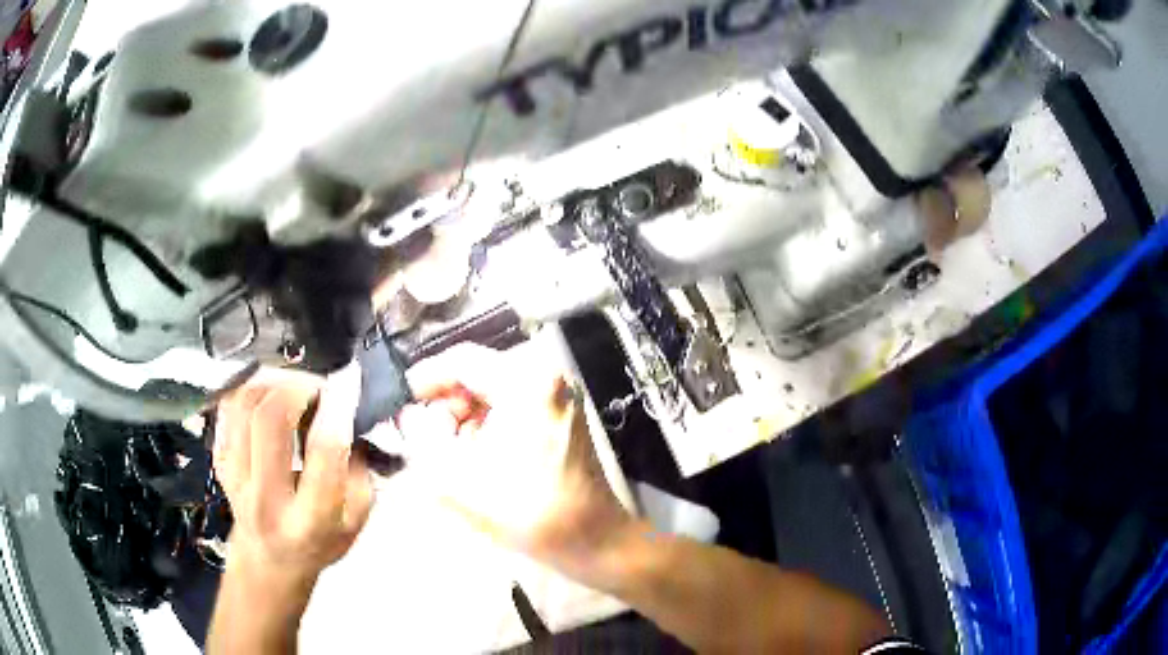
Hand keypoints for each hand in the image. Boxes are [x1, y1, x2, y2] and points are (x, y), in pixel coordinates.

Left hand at [214, 365, 373, 589]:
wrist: (270, 558)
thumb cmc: (319, 541)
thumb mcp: (355, 521)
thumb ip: (359, 471)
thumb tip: (352, 415)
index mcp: (309, 521)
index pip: (323, 452)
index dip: (337, 410)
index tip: (348, 387)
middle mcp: (266, 499)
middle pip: (270, 419)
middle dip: (298, 388)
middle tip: (318, 386)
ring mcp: (235, 478)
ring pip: (245, 404)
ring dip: (274, 383)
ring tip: (295, 388)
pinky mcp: (220, 460)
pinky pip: (229, 406)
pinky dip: (252, 389)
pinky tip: (271, 395)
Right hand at [398, 344, 632, 573]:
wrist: (592, 540)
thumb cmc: (526, 511)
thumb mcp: (455, 477)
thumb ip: (420, 437)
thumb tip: (408, 414)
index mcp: (526, 380)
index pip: (460, 360)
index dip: (422, 380)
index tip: (398, 405)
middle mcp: (547, 375)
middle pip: (477, 375)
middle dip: (445, 406)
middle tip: (425, 439)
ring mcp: (559, 394)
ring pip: (492, 392)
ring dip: (465, 419)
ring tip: (451, 456)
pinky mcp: (562, 414)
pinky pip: (512, 406)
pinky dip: (488, 426)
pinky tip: (478, 458)